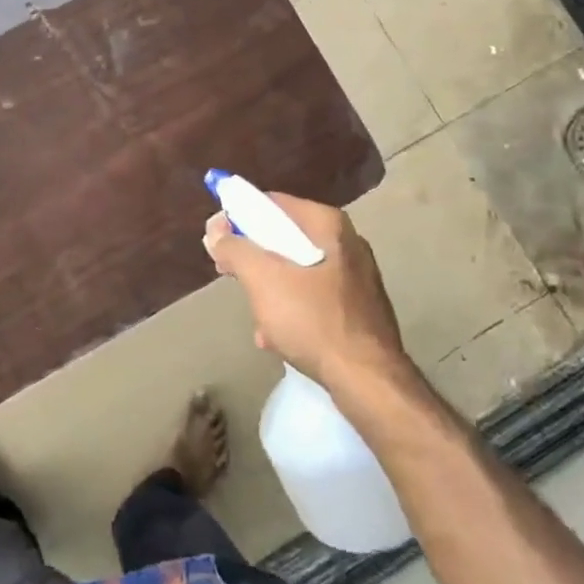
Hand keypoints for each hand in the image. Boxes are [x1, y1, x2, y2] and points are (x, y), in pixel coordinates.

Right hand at [203, 192, 411, 393]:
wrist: (367, 380)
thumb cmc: (313, 320)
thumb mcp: (263, 280)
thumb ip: (235, 249)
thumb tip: (216, 230)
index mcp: (328, 225)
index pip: (273, 203)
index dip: (239, 216)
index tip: (216, 239)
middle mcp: (346, 243)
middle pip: (285, 238)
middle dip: (253, 258)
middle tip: (228, 273)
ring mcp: (356, 277)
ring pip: (297, 271)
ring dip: (270, 290)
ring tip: (257, 317)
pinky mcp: (358, 309)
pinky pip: (313, 298)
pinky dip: (291, 311)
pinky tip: (277, 338)